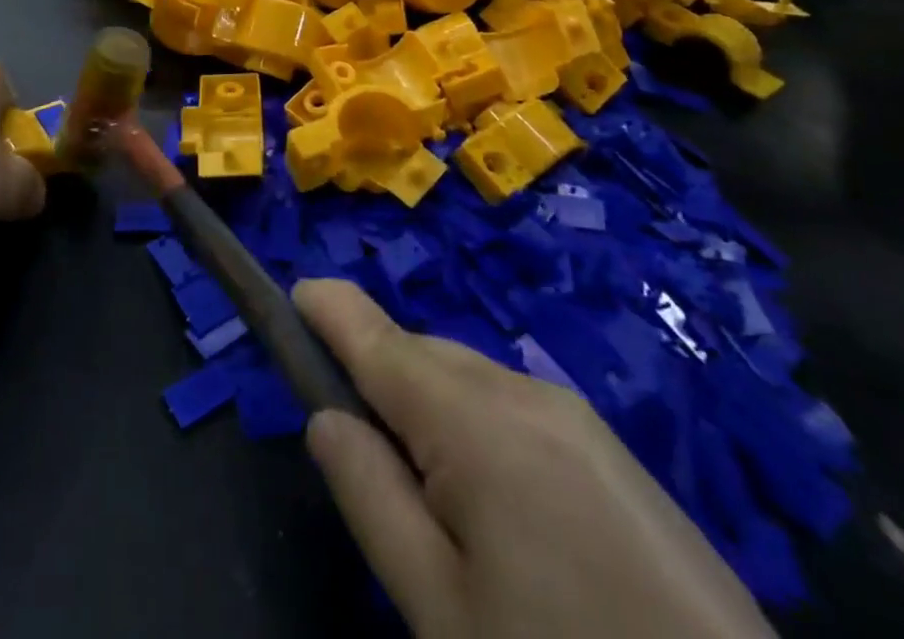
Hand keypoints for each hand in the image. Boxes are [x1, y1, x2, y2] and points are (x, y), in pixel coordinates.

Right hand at [294, 280, 774, 638]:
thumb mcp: (438, 607)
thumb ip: (369, 495)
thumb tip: (326, 417)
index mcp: (475, 418)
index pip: (377, 334)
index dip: (328, 308)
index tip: (291, 296)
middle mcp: (524, 390)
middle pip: (420, 354)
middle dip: (375, 372)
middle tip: (353, 442)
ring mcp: (576, 416)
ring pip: (467, 379)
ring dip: (426, 403)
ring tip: (424, 491)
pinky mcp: (611, 451)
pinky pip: (513, 407)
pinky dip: (475, 424)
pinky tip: (492, 504)